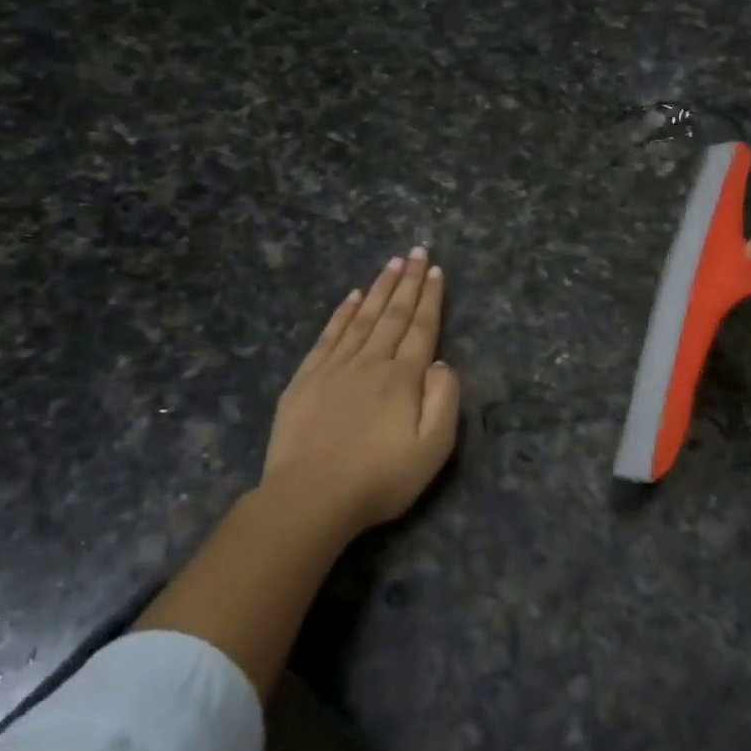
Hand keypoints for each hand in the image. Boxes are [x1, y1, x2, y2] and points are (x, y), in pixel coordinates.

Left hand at [264, 247, 461, 530]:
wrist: (309, 499)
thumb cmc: (379, 478)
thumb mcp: (433, 448)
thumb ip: (444, 400)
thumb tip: (440, 362)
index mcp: (403, 377)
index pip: (421, 327)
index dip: (430, 297)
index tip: (435, 270)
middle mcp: (370, 362)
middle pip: (392, 314)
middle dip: (407, 281)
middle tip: (416, 251)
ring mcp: (334, 368)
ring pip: (362, 317)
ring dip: (379, 288)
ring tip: (391, 263)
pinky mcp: (306, 379)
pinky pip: (328, 336)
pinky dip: (342, 313)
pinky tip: (351, 297)